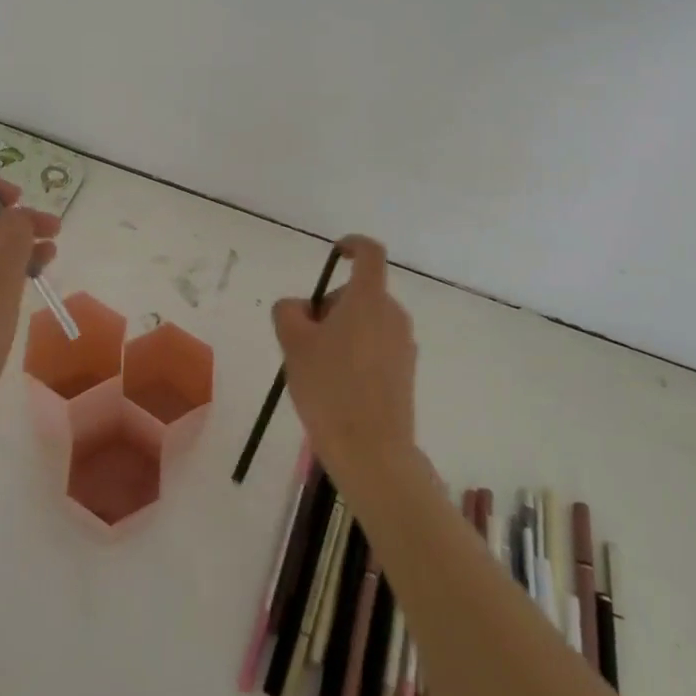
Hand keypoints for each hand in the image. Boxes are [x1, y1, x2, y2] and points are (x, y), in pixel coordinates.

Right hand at [271, 235, 416, 481]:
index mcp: (368, 298)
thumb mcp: (293, 343)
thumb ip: (289, 311)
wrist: (371, 450)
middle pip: (359, 293)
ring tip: (318, 369)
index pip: (369, 252)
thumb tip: (300, 308)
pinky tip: (338, 389)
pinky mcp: (406, 372)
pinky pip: (377, 347)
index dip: (352, 245)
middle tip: (304, 339)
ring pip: (366, 322)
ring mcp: (404, 344)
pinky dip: (356, 354)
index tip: (335, 255)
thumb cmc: (329, 387)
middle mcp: (393, 314)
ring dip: (342, 332)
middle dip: (330, 307)